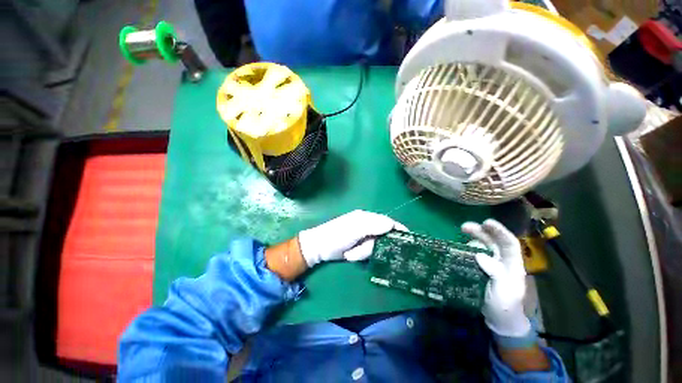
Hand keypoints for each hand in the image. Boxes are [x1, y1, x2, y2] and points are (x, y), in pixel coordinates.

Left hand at [298, 210, 406, 266]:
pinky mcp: (359, 246)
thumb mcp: (354, 229)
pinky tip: (350, 255)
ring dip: (363, 252)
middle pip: (381, 237)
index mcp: (366, 218)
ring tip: (351, 253)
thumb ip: (372, 226)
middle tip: (360, 250)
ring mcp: (363, 237)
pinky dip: (360, 255)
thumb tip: (391, 224)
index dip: (397, 229)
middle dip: (371, 247)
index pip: (387, 221)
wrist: (319, 247)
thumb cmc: (336, 235)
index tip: (408, 239)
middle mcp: (366, 225)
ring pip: (374, 247)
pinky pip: (367, 252)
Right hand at [461, 219, 530, 337]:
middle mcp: (502, 261)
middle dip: (481, 231)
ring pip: (482, 246)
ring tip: (461, 233)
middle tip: (464, 227)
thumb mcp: (504, 291)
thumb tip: (479, 255)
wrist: (499, 319)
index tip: (486, 222)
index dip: (499, 231)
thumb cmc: (505, 306)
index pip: (509, 243)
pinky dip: (466, 248)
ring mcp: (490, 264)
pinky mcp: (479, 268)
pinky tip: (459, 247)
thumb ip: (496, 272)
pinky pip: (473, 254)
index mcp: (513, 265)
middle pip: (493, 241)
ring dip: (473, 237)